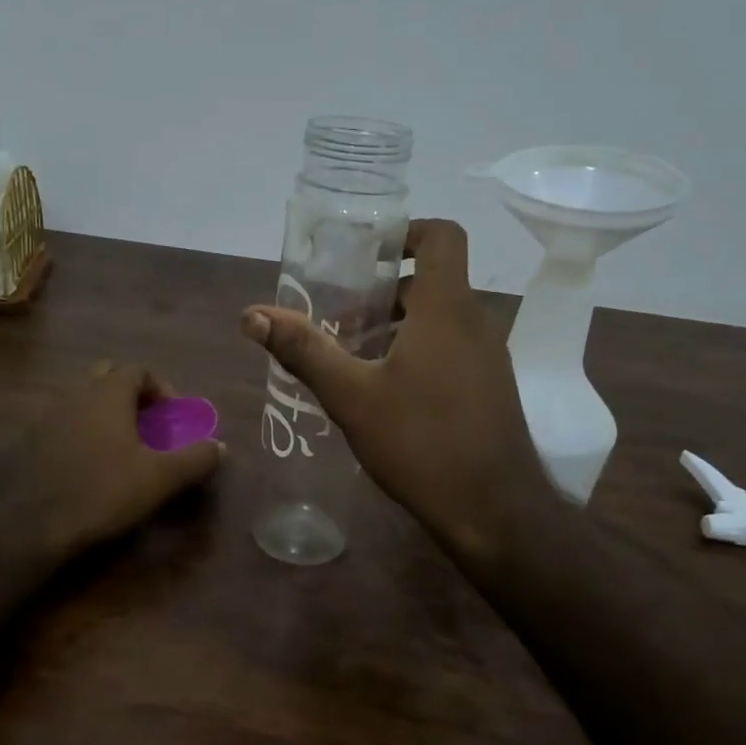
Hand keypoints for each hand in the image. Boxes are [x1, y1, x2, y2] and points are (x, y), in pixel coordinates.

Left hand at [9, 362, 224, 558]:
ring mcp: (48, 414)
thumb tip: (219, 446)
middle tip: (149, 427)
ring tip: (122, 447)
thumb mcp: (160, 478)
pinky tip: (90, 464)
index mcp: (108, 392)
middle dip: (133, 396)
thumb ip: (195, 458)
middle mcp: (76, 392)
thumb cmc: (102, 492)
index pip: (139, 369)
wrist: (30, 524)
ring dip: (106, 412)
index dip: (162, 389)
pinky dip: (83, 430)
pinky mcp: (30, 439)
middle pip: (108, 376)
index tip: (174, 419)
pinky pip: (64, 420)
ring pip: (83, 397)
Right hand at [240, 219, 549, 557]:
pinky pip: (451, 350)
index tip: (364, 257)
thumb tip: (251, 315)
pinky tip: (385, 394)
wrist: (494, 512)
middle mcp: (475, 323)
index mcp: (446, 309)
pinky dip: (417, 353)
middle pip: (431, 282)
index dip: (405, 232)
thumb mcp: (351, 396)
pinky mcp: (490, 389)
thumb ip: (303, 350)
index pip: (442, 235)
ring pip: (439, 320)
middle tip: (339, 321)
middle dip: (382, 293)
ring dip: (396, 327)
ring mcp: (488, 358)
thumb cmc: (421, 442)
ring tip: (352, 360)